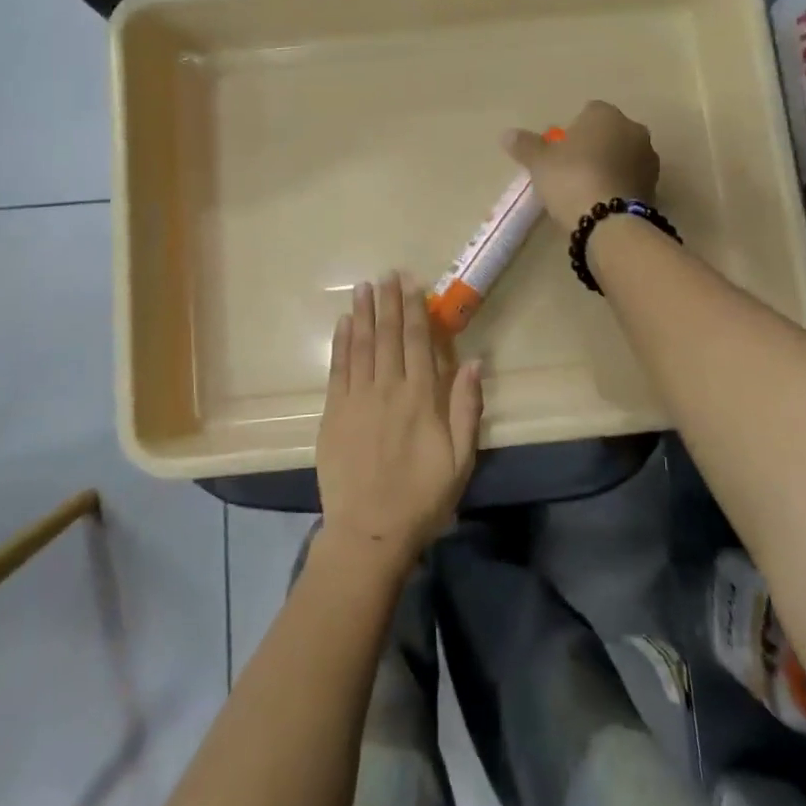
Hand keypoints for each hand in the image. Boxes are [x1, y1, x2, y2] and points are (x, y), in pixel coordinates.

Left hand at [316, 274, 482, 572]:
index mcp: (421, 398)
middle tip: (386, 274)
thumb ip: (466, 408)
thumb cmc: (422, 497)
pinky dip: (341, 343)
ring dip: (364, 314)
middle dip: (388, 303)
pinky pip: (337, 368)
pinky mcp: (333, 413)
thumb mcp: (461, 459)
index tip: (411, 284)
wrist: (369, 530)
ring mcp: (356, 399)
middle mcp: (387, 389)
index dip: (415, 310)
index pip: (418, 342)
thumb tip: (472, 362)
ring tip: (364, 287)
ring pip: (361, 346)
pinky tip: (344, 323)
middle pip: (388, 336)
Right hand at [502, 100, 659, 231]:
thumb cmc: (570, 178)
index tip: (558, 152)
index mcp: (606, 114)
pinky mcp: (655, 187)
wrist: (608, 221)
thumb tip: (507, 134)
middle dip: (593, 147)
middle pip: (608, 133)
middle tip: (570, 171)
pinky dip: (618, 186)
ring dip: (608, 166)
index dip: (572, 131)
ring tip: (586, 190)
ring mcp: (648, 159)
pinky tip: (602, 203)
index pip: (588, 111)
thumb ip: (525, 145)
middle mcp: (633, 129)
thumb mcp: (539, 162)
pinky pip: (630, 179)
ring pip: (622, 156)